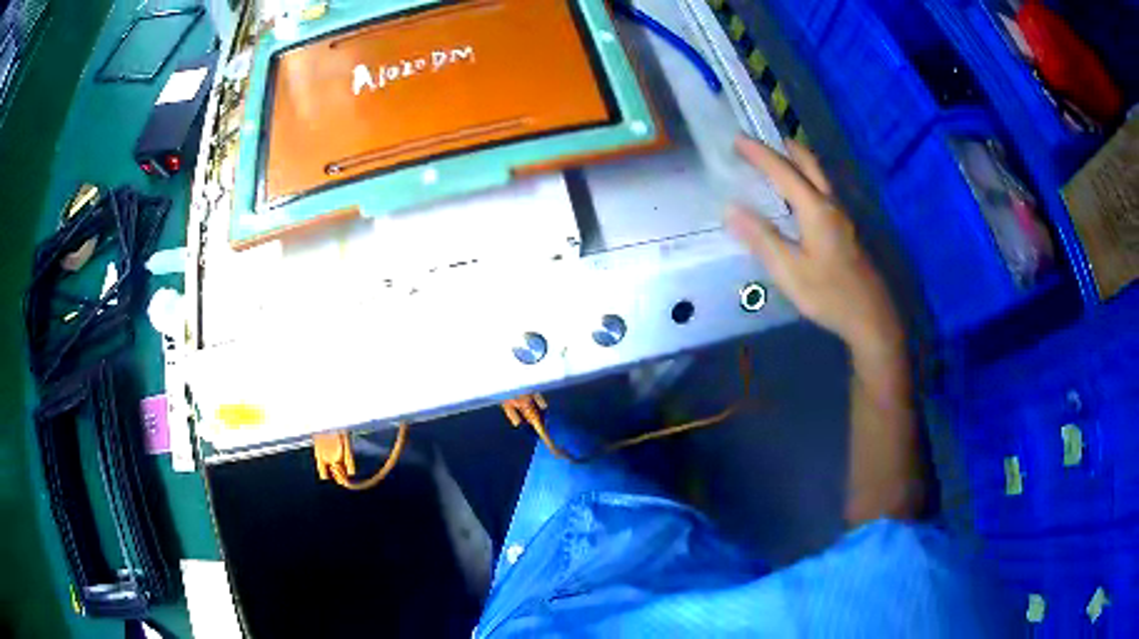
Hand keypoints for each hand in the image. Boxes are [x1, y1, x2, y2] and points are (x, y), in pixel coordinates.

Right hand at [726, 137, 902, 358]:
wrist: (872, 317)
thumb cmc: (829, 295)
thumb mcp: (790, 271)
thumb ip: (761, 239)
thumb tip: (730, 209)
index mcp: (815, 210)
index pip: (783, 172)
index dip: (760, 154)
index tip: (737, 139)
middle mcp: (831, 205)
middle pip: (809, 163)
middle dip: (784, 147)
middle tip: (761, 141)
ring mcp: (843, 217)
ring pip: (819, 176)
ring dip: (798, 161)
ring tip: (777, 160)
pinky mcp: (847, 230)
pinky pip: (823, 191)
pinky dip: (807, 179)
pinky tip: (800, 196)